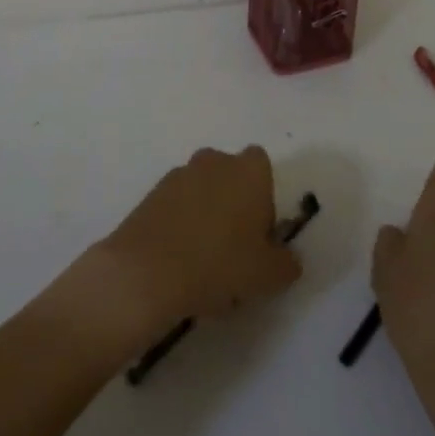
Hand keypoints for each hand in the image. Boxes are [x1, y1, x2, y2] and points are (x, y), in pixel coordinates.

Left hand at [75, 146, 302, 353]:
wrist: (147, 273)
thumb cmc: (220, 264)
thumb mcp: (268, 275)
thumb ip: (286, 263)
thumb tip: (288, 259)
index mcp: (249, 170)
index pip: (262, 168)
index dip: (264, 199)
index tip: (259, 234)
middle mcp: (215, 161)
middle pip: (231, 177)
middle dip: (234, 205)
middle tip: (233, 251)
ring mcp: (179, 174)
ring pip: (201, 192)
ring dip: (205, 216)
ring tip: (202, 264)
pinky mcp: (150, 194)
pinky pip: (175, 206)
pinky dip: (179, 226)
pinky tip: (178, 263)